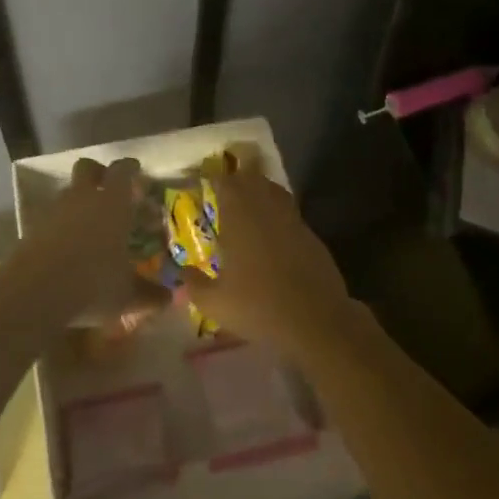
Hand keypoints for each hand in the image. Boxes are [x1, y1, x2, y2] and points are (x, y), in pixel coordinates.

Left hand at [3, 158, 153, 323]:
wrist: (33, 294)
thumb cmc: (92, 284)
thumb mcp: (127, 295)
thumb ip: (150, 294)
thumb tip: (169, 298)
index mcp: (112, 203)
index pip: (122, 170)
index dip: (130, 168)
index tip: (136, 170)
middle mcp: (83, 198)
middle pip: (87, 168)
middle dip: (98, 173)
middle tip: (109, 188)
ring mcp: (54, 211)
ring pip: (67, 191)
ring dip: (78, 199)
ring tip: (89, 222)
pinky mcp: (32, 228)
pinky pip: (51, 216)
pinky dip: (60, 223)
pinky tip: (67, 245)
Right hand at [189, 170, 357, 357]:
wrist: (316, 320)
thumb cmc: (258, 306)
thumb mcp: (215, 303)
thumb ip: (194, 284)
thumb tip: (183, 272)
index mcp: (239, 218)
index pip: (226, 183)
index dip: (215, 178)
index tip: (206, 181)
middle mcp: (266, 210)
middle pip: (253, 179)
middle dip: (238, 179)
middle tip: (226, 188)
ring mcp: (292, 220)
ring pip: (274, 191)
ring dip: (260, 190)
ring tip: (249, 202)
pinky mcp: (311, 235)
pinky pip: (290, 212)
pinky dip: (278, 212)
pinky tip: (273, 231)